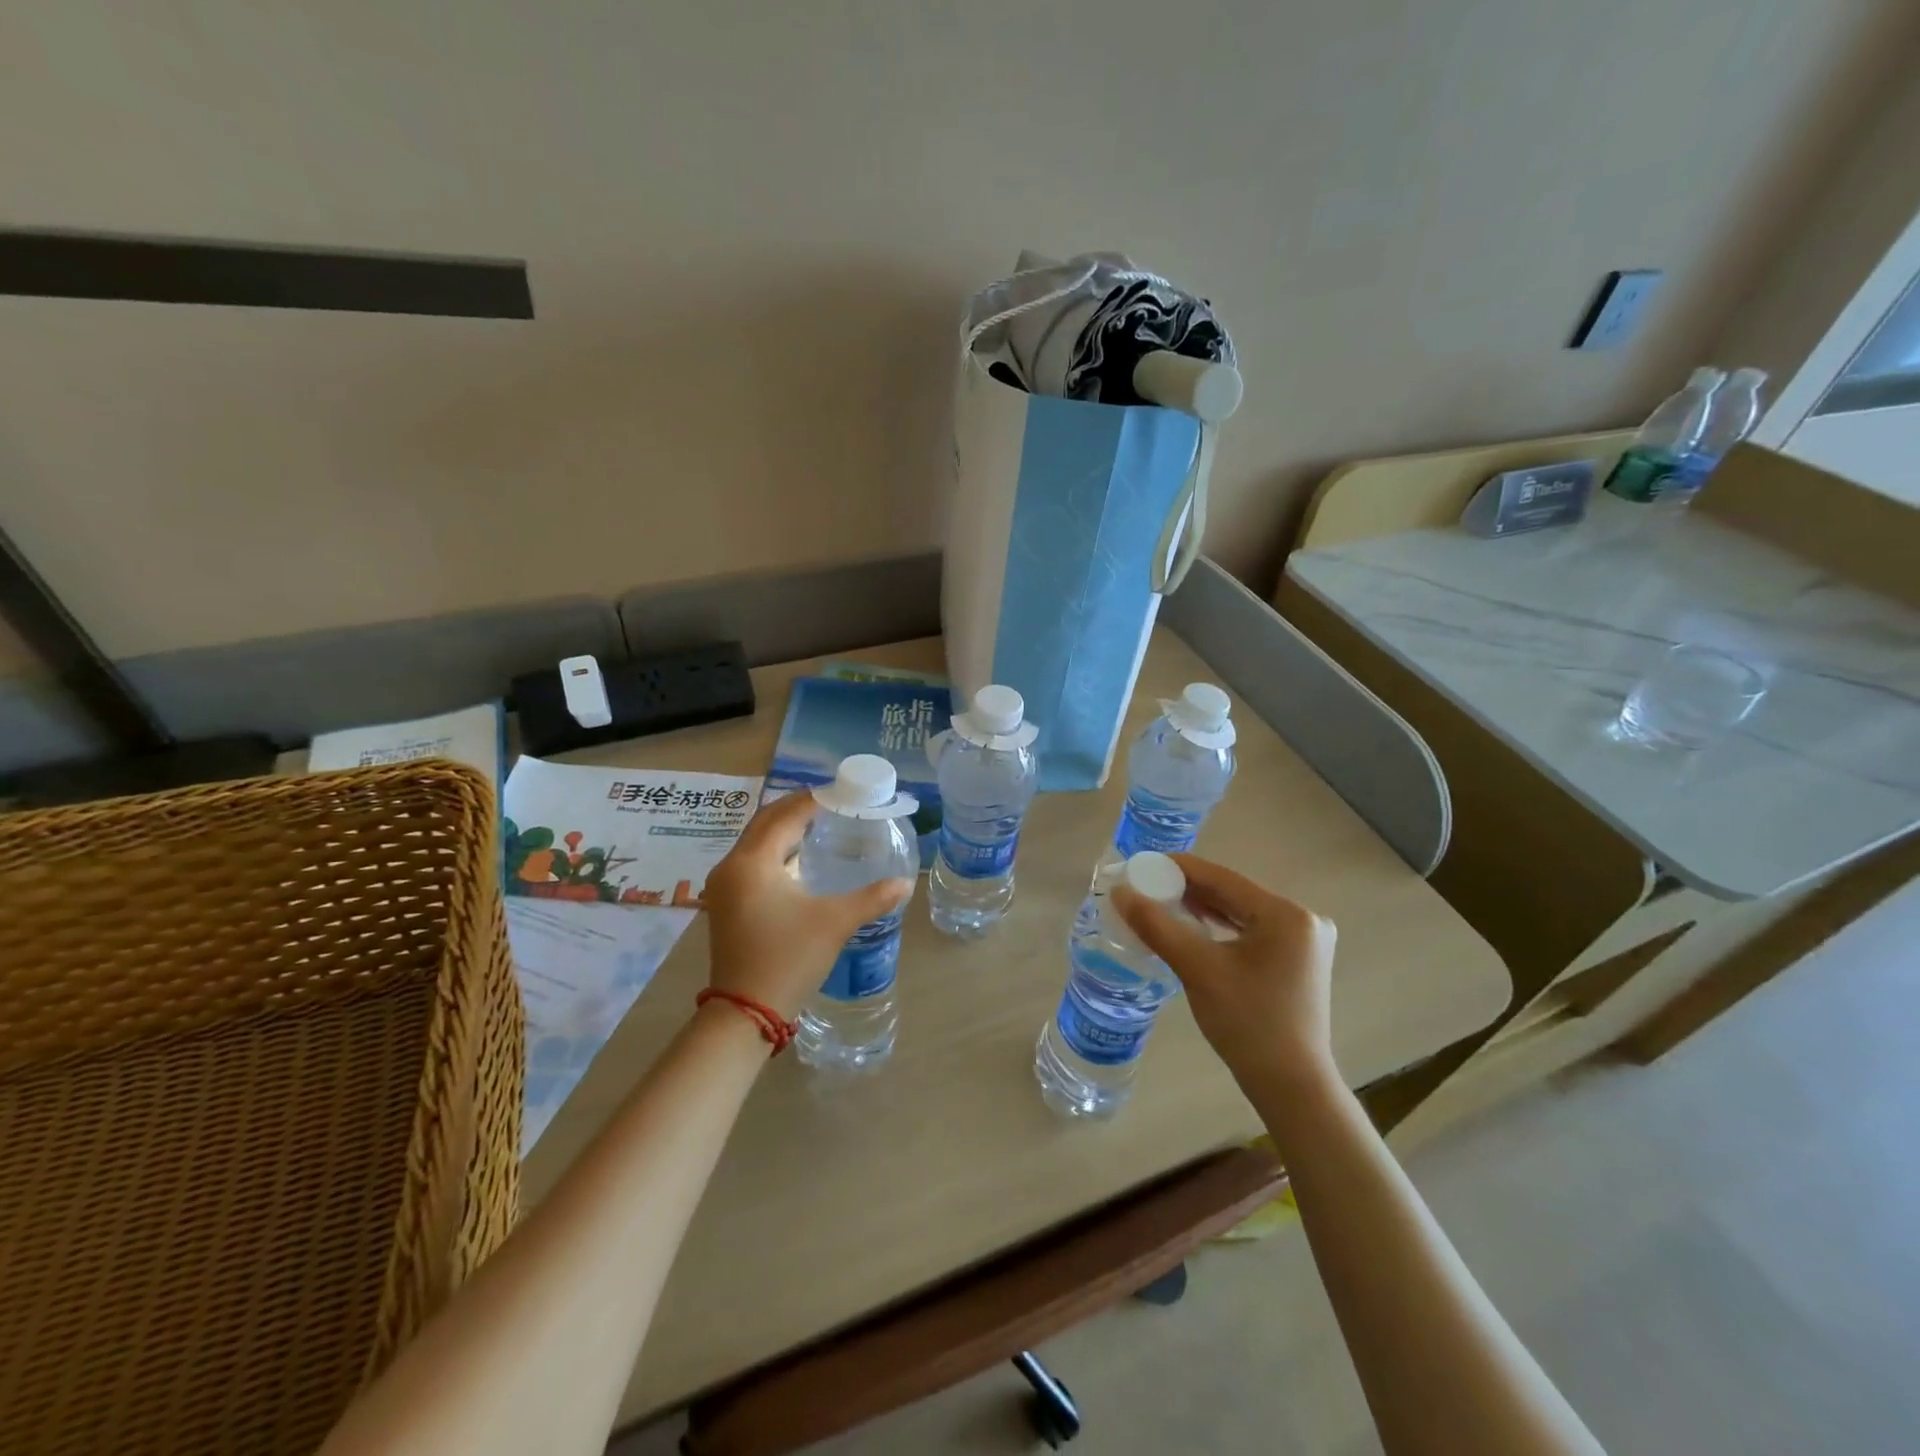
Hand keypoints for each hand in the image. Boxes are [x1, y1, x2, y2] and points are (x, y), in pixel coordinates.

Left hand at [701, 792, 911, 1020]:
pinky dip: (775, 852)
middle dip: (796, 810)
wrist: (745, 1012)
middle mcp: (732, 866)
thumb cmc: (789, 958)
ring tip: (819, 826)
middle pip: (765, 823)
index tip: (840, 792)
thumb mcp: (835, 922)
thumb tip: (905, 884)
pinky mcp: (725, 905)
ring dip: (784, 830)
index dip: (812, 800)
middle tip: (831, 804)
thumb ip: (872, 898)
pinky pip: (751, 862)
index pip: (785, 816)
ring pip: (756, 843)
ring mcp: (724, 887)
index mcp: (753, 861)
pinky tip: (799, 860)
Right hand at [1113, 854, 1338, 1098]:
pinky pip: (1251, 930)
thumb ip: (1157, 925)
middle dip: (1187, 889)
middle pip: (1231, 892)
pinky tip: (1192, 926)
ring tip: (1160, 903)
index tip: (1140, 865)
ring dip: (1201, 907)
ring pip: (1240, 911)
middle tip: (1145, 887)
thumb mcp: (1197, 969)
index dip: (1177, 867)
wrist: (1292, 1087)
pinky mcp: (1298, 959)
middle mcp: (1302, 918)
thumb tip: (1120, 893)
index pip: (1221, 877)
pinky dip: (1220, 927)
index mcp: (1285, 913)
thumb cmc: (1247, 1024)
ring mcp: (1303, 940)